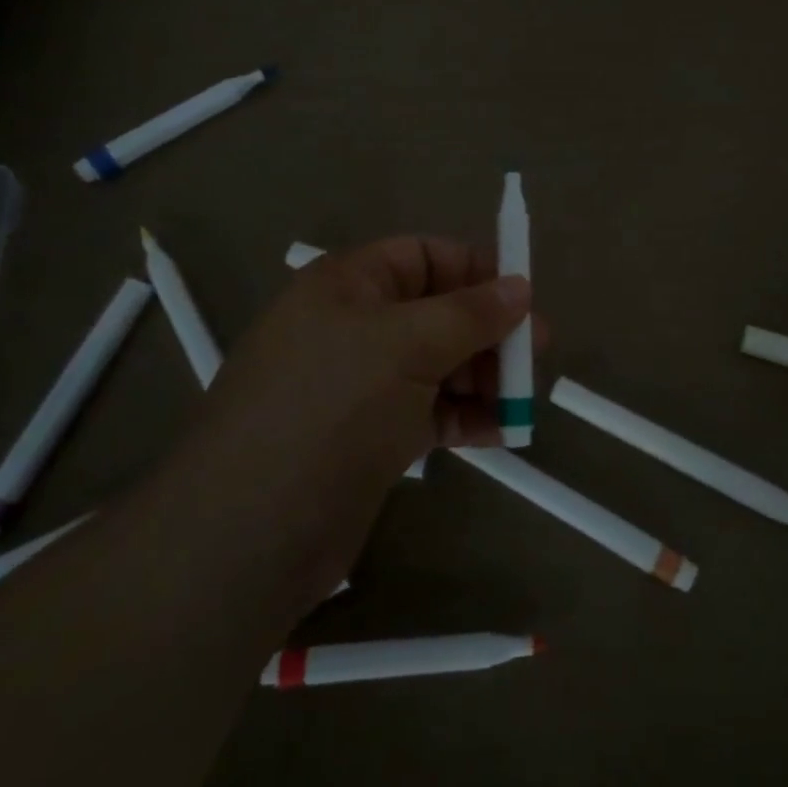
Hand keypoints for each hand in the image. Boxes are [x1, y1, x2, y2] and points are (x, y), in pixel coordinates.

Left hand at [195, 237, 542, 481]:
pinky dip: (466, 416)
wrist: (251, 530)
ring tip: (522, 400)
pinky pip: (430, 411)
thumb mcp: (406, 344)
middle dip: (489, 331)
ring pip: (438, 364)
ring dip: (483, 377)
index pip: (424, 256)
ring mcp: (361, 386)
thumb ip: (471, 313)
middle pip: (438, 312)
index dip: (476, 270)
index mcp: (349, 286)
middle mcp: (354, 328)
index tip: (524, 298)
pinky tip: (502, 431)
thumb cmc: (332, 407)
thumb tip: (522, 287)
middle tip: (536, 357)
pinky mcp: (370, 437)